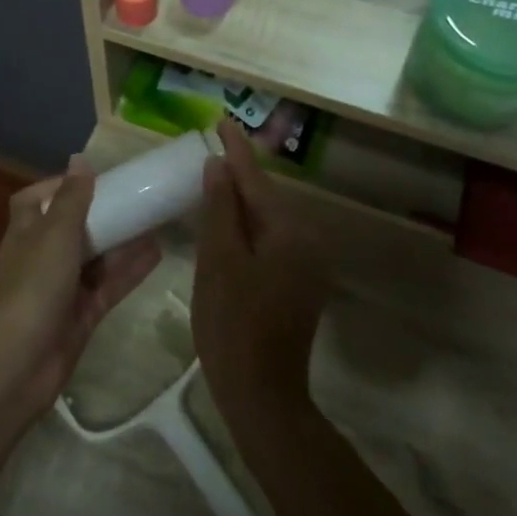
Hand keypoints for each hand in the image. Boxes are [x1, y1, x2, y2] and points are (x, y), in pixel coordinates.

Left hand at [0, 157, 161, 422]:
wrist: (18, 363)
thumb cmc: (33, 285)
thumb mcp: (55, 233)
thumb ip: (73, 198)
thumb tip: (80, 159)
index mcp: (25, 232)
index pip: (37, 200)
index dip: (61, 187)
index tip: (94, 179)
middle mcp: (41, 257)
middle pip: (72, 229)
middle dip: (100, 215)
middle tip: (135, 199)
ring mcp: (61, 289)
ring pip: (95, 258)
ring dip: (121, 241)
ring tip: (155, 220)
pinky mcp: (81, 316)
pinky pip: (108, 286)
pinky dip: (129, 270)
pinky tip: (157, 253)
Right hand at [191, 123, 330, 426]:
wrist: (262, 395)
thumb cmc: (233, 325)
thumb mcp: (218, 261)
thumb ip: (220, 209)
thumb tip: (219, 166)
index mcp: (288, 231)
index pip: (256, 179)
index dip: (235, 149)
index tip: (221, 120)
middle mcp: (305, 241)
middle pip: (264, 197)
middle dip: (237, 174)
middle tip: (210, 149)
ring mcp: (305, 265)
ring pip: (267, 220)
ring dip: (240, 202)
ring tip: (213, 181)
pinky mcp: (297, 283)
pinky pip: (269, 241)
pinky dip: (247, 228)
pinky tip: (226, 226)